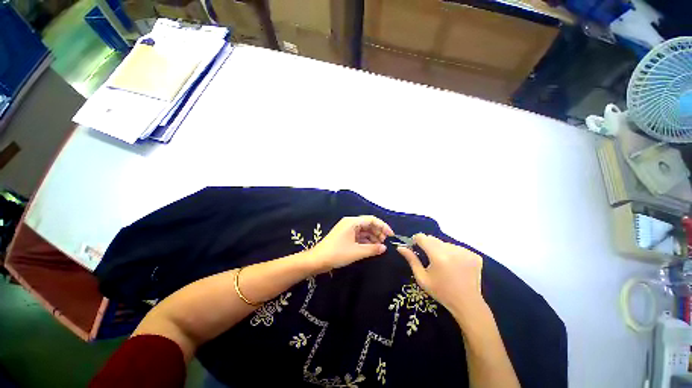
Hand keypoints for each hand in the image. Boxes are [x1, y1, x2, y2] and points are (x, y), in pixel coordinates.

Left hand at [311, 216, 393, 271]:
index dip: (383, 226)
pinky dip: (365, 241)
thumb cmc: (337, 253)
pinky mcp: (345, 236)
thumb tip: (384, 248)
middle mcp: (350, 223)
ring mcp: (347, 229)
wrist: (317, 260)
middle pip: (368, 224)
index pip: (371, 219)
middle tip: (385, 242)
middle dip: (378, 232)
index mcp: (352, 222)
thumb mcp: (357, 251)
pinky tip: (371, 248)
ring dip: (372, 237)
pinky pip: (358, 236)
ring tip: (380, 246)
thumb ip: (372, 249)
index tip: (391, 235)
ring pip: (363, 230)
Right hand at [397, 234, 483, 318]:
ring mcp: (465, 251)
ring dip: (441, 249)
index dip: (416, 241)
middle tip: (430, 259)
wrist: (467, 304)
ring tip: (444, 264)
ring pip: (445, 243)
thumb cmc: (441, 292)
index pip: (422, 237)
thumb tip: (400, 247)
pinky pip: (457, 248)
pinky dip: (453, 253)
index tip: (416, 249)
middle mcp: (452, 249)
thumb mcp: (422, 278)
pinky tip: (455, 265)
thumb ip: (411, 259)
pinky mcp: (474, 254)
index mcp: (438, 255)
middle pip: (433, 239)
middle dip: (428, 246)